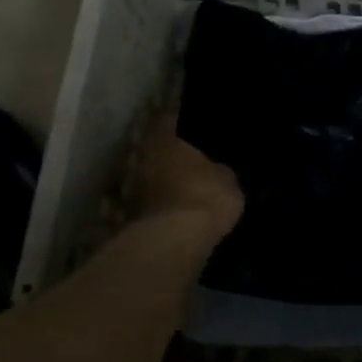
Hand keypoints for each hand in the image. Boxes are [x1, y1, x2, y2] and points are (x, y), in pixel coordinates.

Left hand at [133, 111, 243, 240]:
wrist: (176, 242)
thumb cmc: (205, 196)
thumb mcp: (227, 178)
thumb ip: (218, 168)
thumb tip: (214, 169)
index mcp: (164, 140)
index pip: (167, 119)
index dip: (178, 119)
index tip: (189, 121)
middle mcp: (143, 159)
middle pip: (153, 148)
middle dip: (167, 152)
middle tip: (187, 154)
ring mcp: (134, 189)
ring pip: (148, 176)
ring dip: (161, 179)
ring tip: (182, 184)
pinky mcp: (133, 218)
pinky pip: (150, 202)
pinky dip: (160, 203)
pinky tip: (176, 208)